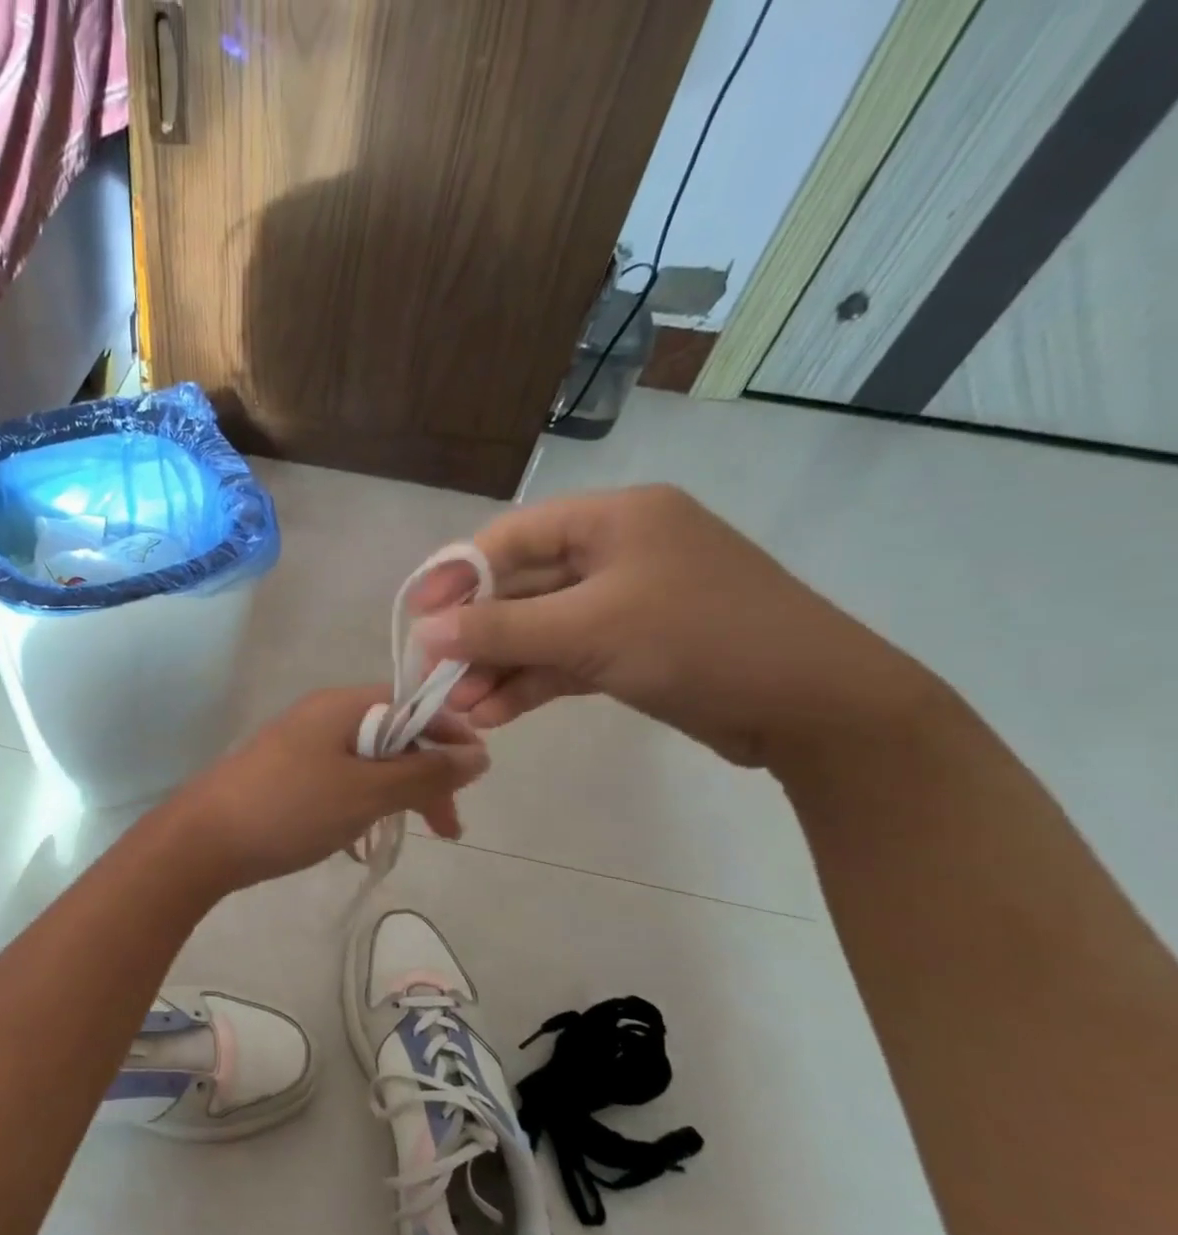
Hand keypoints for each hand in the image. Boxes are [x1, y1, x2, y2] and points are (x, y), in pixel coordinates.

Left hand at [170, 686, 488, 889]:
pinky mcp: (286, 776)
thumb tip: (478, 755)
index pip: (416, 706)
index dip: (451, 738)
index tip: (474, 781)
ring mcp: (301, 746)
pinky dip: (362, 805)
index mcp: (344, 706)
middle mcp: (323, 716)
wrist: (202, 840)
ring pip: (368, 763)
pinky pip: (340, 781)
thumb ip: (424, 774)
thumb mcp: (366, 793)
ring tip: (410, 835)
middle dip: (427, 778)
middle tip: (448, 828)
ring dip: (396, 795)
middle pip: (394, 736)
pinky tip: (363, 840)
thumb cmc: (290, 809)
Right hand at [413, 485, 935, 768]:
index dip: (457, 576)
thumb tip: (425, 633)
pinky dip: (531, 684)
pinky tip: (495, 715)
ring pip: (539, 630)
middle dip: (477, 637)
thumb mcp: (589, 630)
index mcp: (614, 519)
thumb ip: (501, 630)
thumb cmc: (700, 641)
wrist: (815, 707)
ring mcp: (626, 602)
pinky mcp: (633, 648)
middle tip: (434, 677)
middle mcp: (617, 552)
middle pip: (521, 588)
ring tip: (460, 709)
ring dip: (498, 668)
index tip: (418, 618)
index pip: (512, 537)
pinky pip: (565, 659)